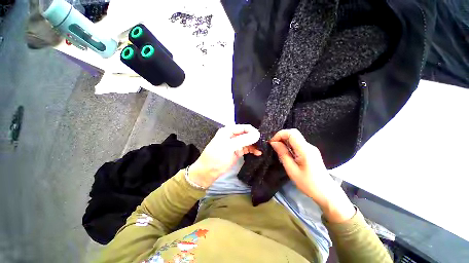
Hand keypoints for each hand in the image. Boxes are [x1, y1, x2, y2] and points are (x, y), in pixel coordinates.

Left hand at [189, 124, 261, 187]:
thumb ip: (243, 140)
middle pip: (247, 134)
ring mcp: (235, 144)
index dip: (252, 131)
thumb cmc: (216, 157)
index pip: (244, 127)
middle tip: (263, 144)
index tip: (261, 137)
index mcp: (228, 131)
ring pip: (248, 141)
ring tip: (261, 149)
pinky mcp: (237, 151)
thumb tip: (257, 134)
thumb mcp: (229, 147)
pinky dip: (252, 150)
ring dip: (255, 145)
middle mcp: (232, 136)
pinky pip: (247, 148)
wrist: (208, 172)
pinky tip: (258, 153)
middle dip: (255, 138)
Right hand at [270, 129, 354, 222]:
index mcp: (305, 149)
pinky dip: (289, 145)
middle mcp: (309, 146)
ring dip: (285, 141)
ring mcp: (311, 148)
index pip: (292, 133)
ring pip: (295, 138)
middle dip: (281, 137)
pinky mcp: (310, 152)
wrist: (326, 193)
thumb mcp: (291, 170)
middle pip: (293, 134)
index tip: (272, 143)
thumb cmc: (308, 183)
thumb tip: (274, 143)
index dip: (280, 134)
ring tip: (278, 150)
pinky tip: (286, 153)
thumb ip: (283, 154)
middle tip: (273, 146)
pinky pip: (298, 144)